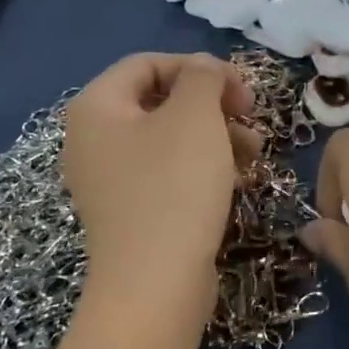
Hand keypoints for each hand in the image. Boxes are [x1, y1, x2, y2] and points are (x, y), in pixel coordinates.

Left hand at [62, 53, 258, 304]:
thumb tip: (205, 69)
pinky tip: (239, 180)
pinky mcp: (131, 212)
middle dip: (212, 104)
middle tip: (250, 116)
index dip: (198, 67)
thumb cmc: (173, 187)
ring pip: (170, 139)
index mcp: (96, 107)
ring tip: (256, 152)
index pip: (148, 63)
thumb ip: (203, 76)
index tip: (239, 88)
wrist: (155, 285)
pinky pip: (168, 173)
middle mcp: (93, 140)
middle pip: (160, 101)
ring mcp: (110, 180)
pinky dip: (204, 168)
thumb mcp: (195, 116)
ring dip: (216, 136)